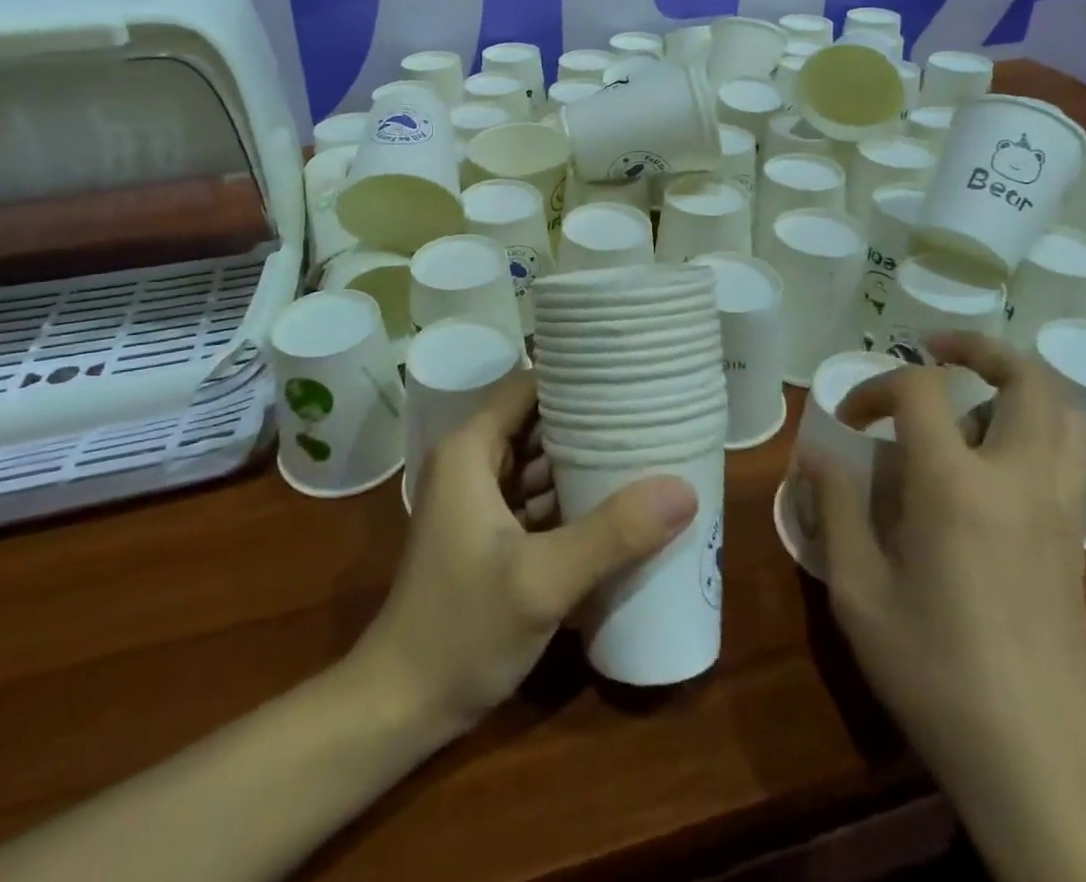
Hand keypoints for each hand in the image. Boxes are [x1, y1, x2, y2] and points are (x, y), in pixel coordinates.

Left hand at [354, 369, 697, 737]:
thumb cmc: (461, 629)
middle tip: (652, 415)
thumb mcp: (543, 580)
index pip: (528, 386)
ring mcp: (480, 501)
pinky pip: (538, 499)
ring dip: (585, 462)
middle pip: (538, 422)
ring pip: (540, 462)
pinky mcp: (491, 535)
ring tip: (648, 450)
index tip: (629, 378)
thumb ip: (612, 533)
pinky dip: (573, 499)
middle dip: (590, 422)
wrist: (401, 706)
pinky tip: (620, 505)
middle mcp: (473, 463)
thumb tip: (684, 490)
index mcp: (471, 449)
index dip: (575, 378)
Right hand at [802, 332, 1085, 881]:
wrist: (1038, 764)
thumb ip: (834, 509)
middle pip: (1026, 378)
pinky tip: (987, 463)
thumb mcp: (857, 591)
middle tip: (933, 351)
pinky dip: (1032, 427)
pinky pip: (1066, 453)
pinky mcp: (1078, 541)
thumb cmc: (934, 673)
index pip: (922, 390)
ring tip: (966, 401)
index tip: (848, 421)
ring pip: (1062, 411)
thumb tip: (816, 455)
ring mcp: (1060, 510)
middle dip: (978, 349)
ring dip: (1014, 385)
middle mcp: (1019, 481)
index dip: (876, 386)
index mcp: (957, 486)